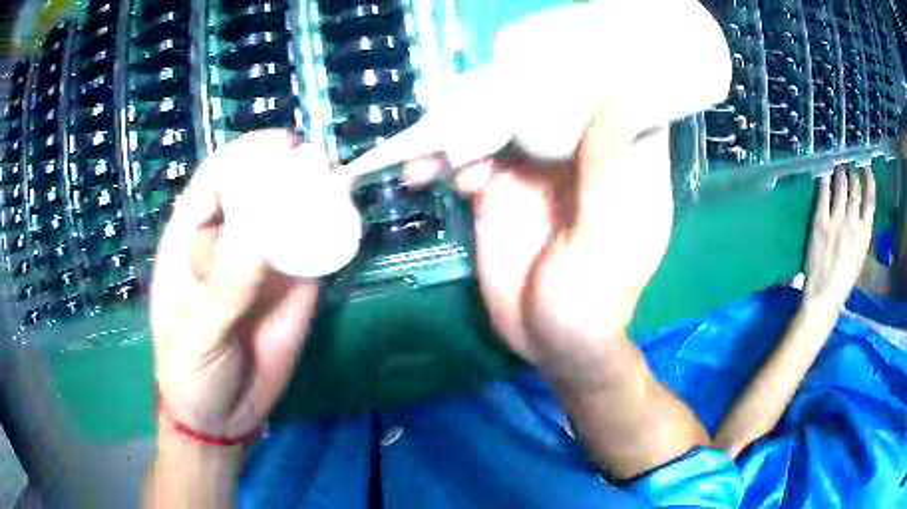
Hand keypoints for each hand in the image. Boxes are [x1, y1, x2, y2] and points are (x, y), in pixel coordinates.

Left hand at [151, 131, 321, 437]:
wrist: (223, 415)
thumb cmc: (190, 370)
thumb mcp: (198, 334)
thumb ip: (225, 288)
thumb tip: (259, 234)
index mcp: (190, 241)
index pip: (213, 182)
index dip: (244, 156)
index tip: (279, 144)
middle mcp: (228, 242)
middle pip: (256, 191)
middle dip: (286, 171)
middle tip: (318, 163)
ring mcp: (263, 264)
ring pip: (289, 218)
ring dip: (314, 198)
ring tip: (340, 183)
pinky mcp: (293, 287)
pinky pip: (312, 252)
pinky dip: (329, 234)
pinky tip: (347, 221)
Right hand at [404, 99, 673, 388]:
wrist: (549, 344)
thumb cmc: (594, 302)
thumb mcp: (605, 237)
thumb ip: (607, 167)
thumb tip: (616, 94)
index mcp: (624, 163)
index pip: (627, 102)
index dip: (606, 71)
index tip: (573, 49)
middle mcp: (583, 157)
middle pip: (557, 101)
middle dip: (520, 88)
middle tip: (479, 85)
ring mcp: (538, 173)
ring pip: (507, 124)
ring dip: (469, 124)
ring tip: (437, 142)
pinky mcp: (501, 192)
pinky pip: (473, 158)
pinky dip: (448, 159)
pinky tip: (428, 174)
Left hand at [804, 168, 875, 308]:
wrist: (824, 296)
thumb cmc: (843, 282)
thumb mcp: (859, 259)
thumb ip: (860, 236)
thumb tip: (860, 216)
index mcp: (864, 236)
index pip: (870, 202)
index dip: (870, 183)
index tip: (867, 169)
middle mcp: (853, 224)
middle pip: (855, 192)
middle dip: (853, 177)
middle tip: (849, 168)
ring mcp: (836, 222)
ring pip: (841, 189)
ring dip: (840, 175)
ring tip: (839, 167)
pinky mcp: (821, 223)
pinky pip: (824, 196)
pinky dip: (825, 183)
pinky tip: (824, 176)